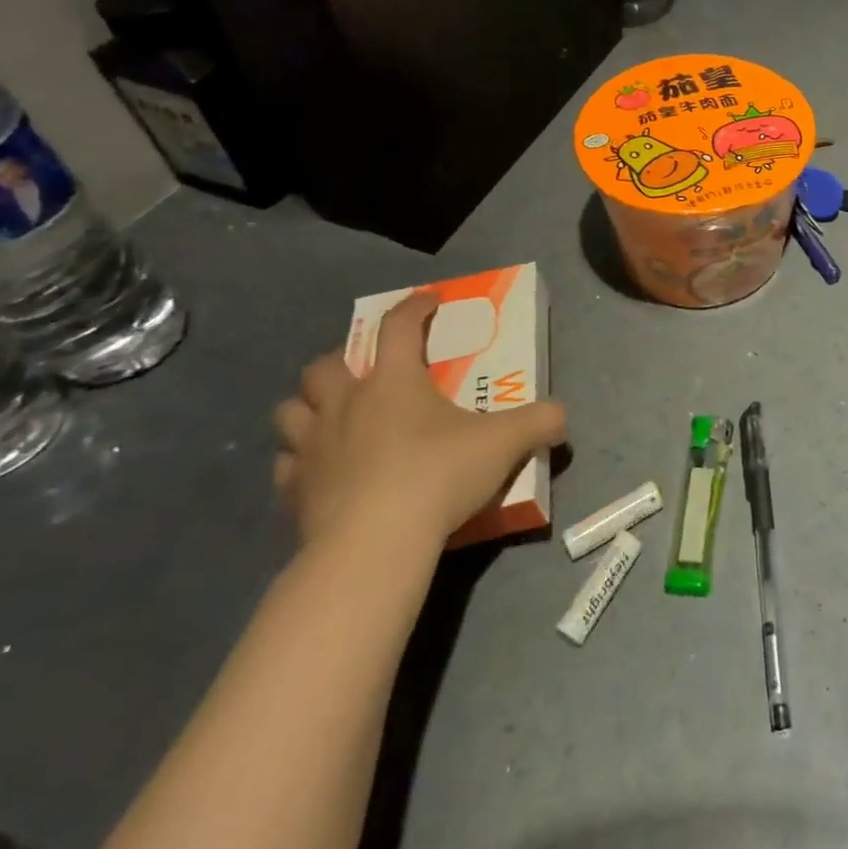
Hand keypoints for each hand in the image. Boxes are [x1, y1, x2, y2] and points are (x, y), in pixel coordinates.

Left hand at [273, 292, 566, 547]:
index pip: (398, 325)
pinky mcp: (294, 492)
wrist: (373, 546)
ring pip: (291, 410)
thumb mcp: (504, 443)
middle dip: (342, 360)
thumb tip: (562, 418)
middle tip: (368, 372)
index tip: (428, 301)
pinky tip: (321, 471)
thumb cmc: (438, 476)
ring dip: (310, 408)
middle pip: (324, 365)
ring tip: (335, 418)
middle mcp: (344, 404)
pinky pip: (285, 465)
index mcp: (392, 381)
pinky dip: (300, 461)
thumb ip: (539, 422)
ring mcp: (312, 448)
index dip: (414, 307)